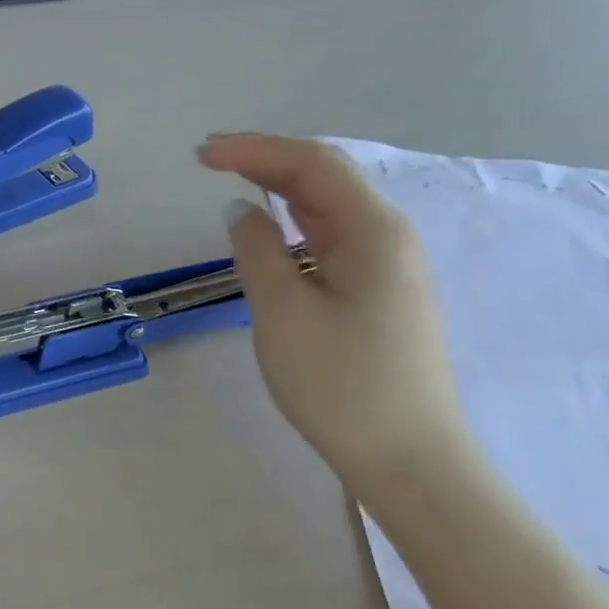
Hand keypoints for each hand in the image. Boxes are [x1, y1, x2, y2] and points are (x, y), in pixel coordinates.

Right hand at [198, 134, 475, 495]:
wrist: (407, 459)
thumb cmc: (341, 383)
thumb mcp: (283, 312)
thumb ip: (258, 250)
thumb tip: (243, 211)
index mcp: (373, 231)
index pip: (312, 164)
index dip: (254, 149)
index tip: (201, 155)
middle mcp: (389, 237)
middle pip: (326, 177)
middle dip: (268, 158)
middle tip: (210, 158)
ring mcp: (389, 267)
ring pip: (331, 207)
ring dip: (282, 185)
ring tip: (234, 179)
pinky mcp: (380, 294)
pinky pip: (333, 237)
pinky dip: (297, 219)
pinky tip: (275, 226)